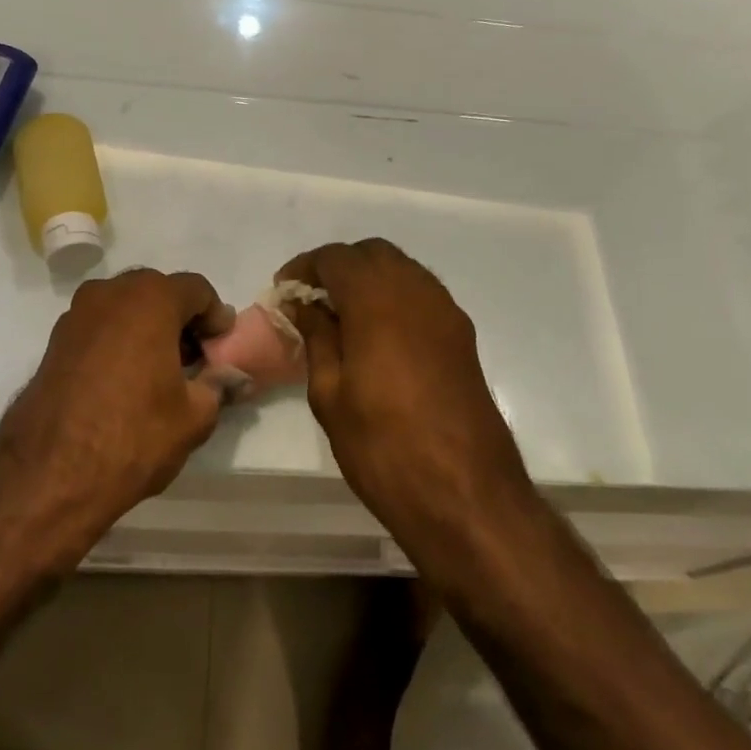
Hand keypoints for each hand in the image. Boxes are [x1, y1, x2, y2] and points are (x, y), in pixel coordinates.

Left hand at [0, 269, 233, 545]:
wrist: (50, 473)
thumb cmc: (133, 435)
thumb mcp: (194, 416)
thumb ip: (218, 385)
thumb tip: (231, 376)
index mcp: (150, 299)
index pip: (197, 289)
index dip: (215, 316)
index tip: (220, 346)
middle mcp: (111, 293)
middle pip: (158, 291)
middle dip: (180, 318)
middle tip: (194, 356)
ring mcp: (77, 314)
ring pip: (125, 306)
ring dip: (147, 327)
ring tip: (159, 369)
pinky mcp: (55, 339)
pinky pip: (100, 326)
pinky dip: (118, 339)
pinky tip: (125, 378)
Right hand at [277, 240, 527, 549]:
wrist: (466, 495)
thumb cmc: (384, 447)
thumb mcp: (330, 395)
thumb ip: (318, 338)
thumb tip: (306, 305)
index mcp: (378, 301)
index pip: (336, 257)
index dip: (305, 267)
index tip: (284, 292)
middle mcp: (417, 293)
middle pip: (373, 253)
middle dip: (338, 266)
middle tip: (311, 300)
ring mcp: (446, 312)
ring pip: (402, 269)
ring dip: (368, 279)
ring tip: (341, 316)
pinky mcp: (462, 336)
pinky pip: (422, 294)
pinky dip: (394, 297)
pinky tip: (376, 334)